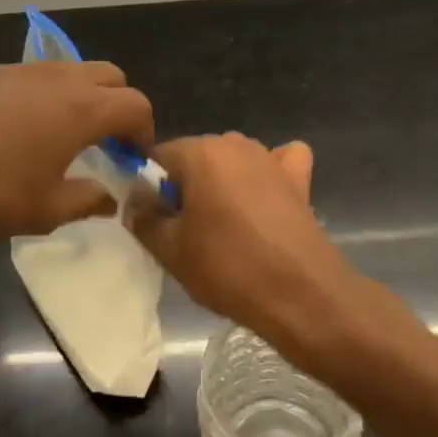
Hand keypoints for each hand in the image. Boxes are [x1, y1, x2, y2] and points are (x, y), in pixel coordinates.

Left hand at [0, 61, 152, 255]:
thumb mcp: (44, 211)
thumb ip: (86, 200)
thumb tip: (108, 198)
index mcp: (81, 108)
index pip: (135, 105)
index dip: (143, 130)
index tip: (133, 156)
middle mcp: (53, 77)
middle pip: (107, 74)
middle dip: (116, 104)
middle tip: (102, 141)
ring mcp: (11, 69)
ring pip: (63, 70)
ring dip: (74, 96)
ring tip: (53, 136)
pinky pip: (22, 77)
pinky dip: (33, 96)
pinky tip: (3, 132)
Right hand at [128, 133, 379, 364]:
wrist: (301, 293)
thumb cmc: (228, 268)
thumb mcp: (171, 251)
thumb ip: (144, 219)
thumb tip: (136, 203)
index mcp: (200, 153)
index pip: (158, 156)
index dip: (148, 187)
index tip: (151, 219)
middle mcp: (235, 143)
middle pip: (195, 158)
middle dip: (185, 186)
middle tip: (184, 231)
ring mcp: (270, 158)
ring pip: (231, 162)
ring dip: (221, 184)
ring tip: (223, 227)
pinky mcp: (298, 178)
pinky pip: (277, 163)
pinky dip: (268, 175)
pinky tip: (264, 200)